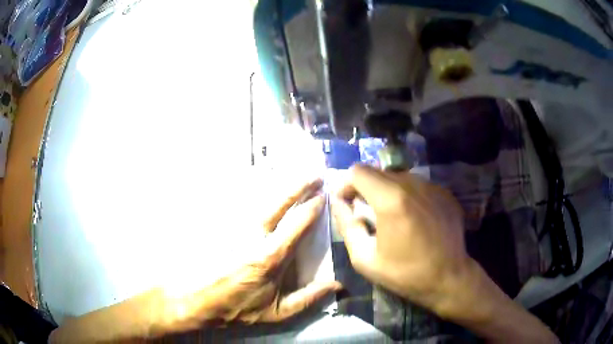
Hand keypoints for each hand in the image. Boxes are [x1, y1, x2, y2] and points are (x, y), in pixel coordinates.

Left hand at [205, 177, 340, 323]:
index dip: (313, 208)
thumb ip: (309, 298)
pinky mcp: (228, 230)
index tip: (324, 195)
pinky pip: (250, 209)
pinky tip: (272, 192)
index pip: (297, 224)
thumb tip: (337, 285)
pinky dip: (264, 197)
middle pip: (280, 204)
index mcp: (271, 257)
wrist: (203, 301)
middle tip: (315, 175)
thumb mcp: (278, 311)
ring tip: (298, 178)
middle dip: (299, 186)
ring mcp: (239, 230)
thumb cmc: (241, 308)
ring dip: (283, 189)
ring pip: (264, 202)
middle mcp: (255, 237)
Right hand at [330, 164, 471, 316]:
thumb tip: (338, 202)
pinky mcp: (445, 193)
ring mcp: (432, 186)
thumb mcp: (365, 258)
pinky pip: (418, 186)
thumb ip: (346, 226)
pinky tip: (414, 219)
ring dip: (388, 191)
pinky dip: (408, 196)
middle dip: (366, 188)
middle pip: (378, 171)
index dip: (347, 184)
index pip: (358, 171)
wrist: (449, 278)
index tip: (348, 203)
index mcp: (391, 199)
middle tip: (367, 213)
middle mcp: (413, 184)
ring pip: (399, 177)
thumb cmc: (405, 273)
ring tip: (392, 218)